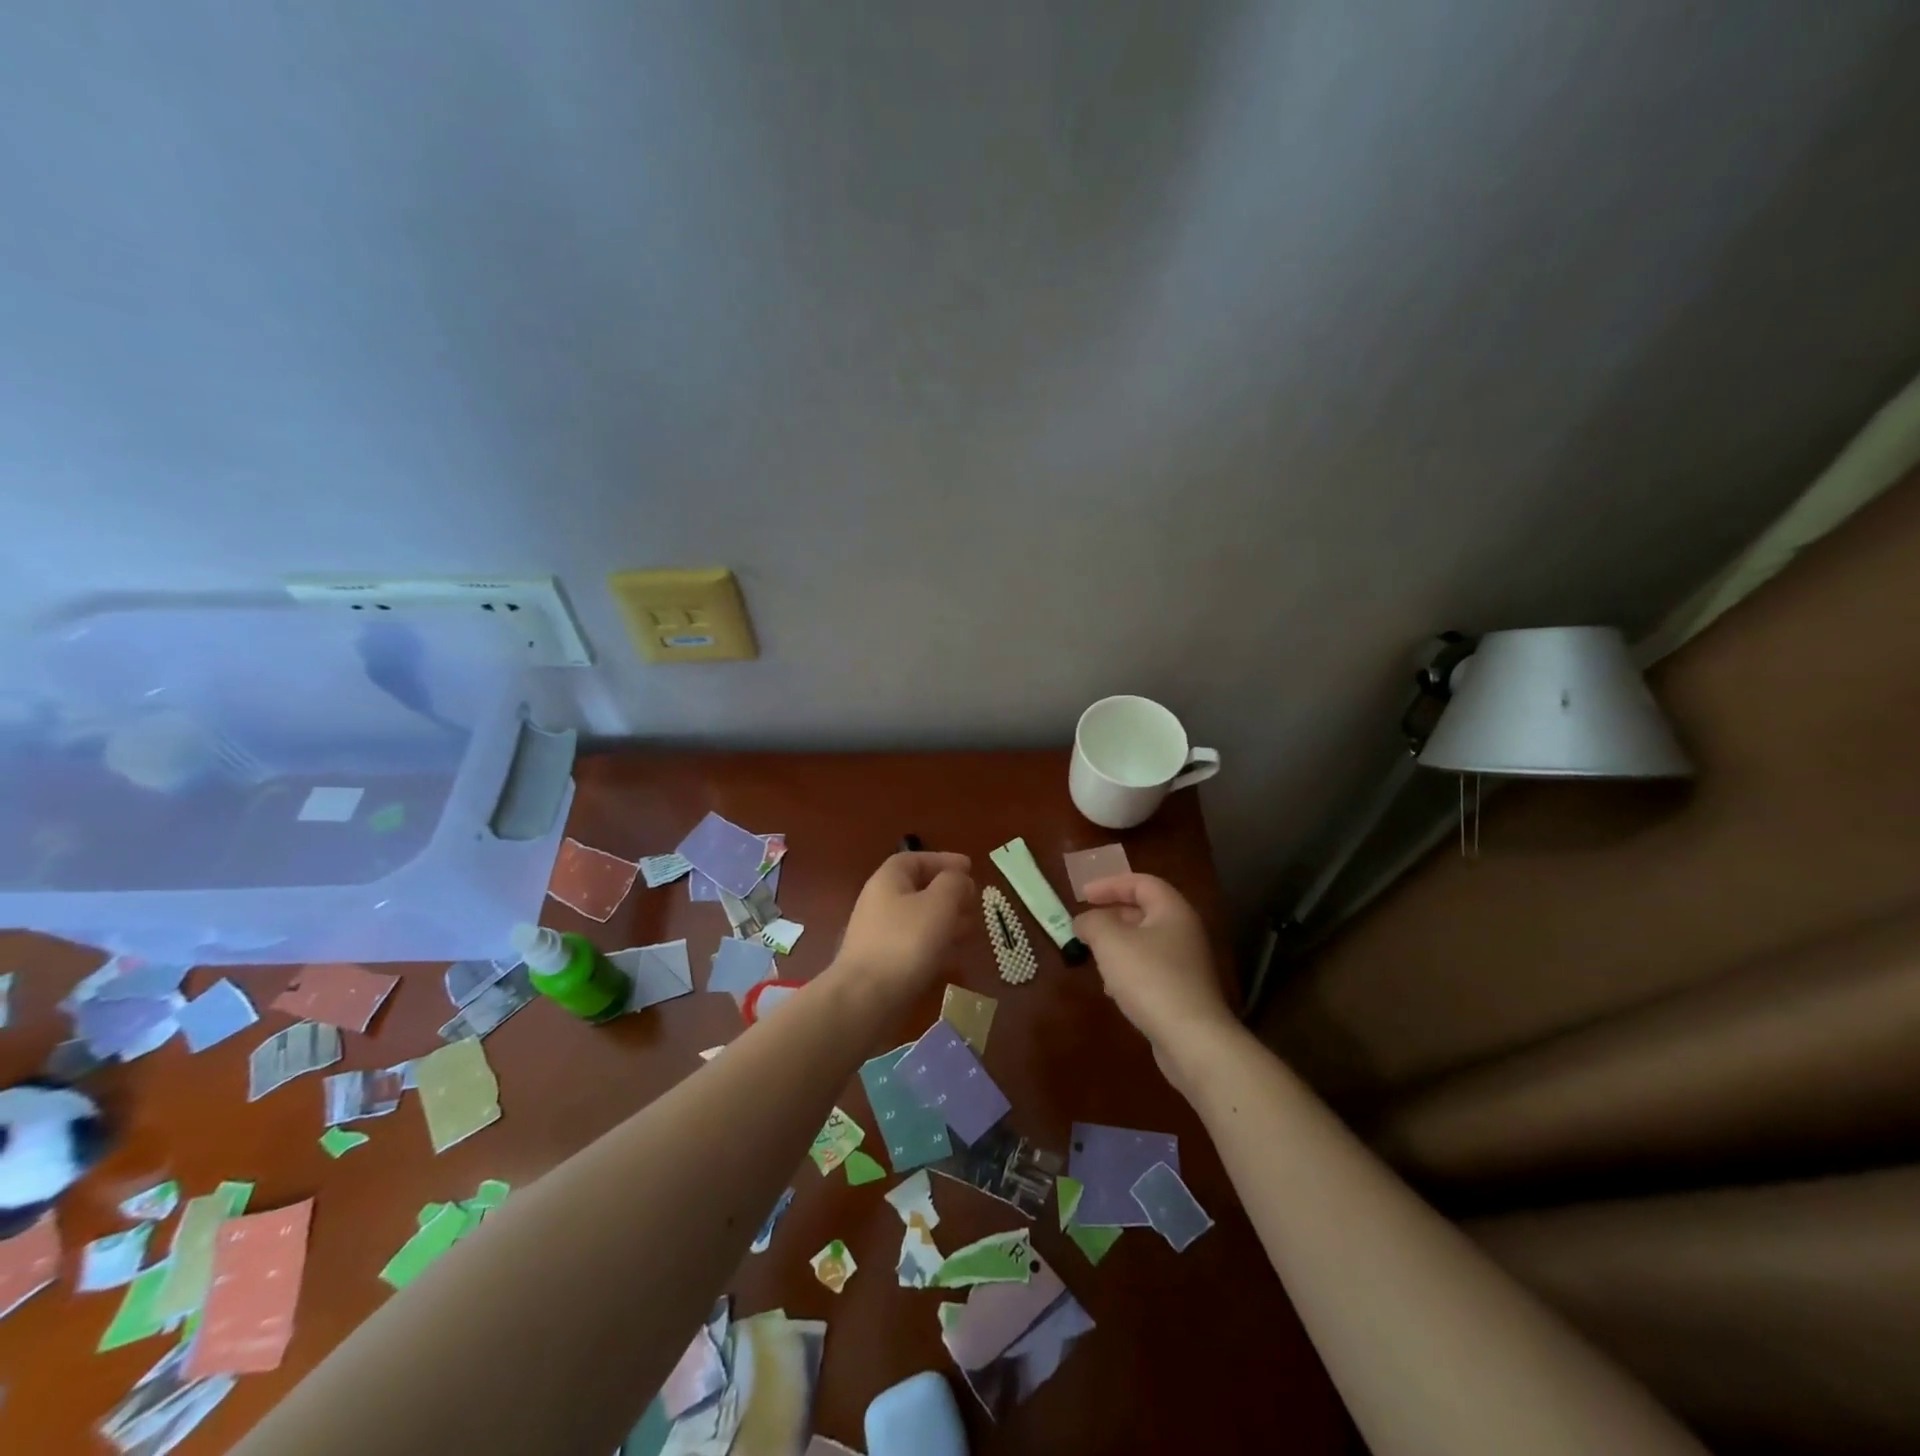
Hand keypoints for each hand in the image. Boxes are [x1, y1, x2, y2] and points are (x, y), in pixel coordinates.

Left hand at [832, 851, 974, 1004]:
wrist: (865, 999)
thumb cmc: (906, 942)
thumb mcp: (939, 903)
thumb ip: (954, 883)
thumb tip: (959, 879)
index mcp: (888, 880)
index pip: (916, 859)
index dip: (944, 860)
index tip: (971, 869)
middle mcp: (880, 902)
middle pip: (918, 889)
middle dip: (950, 893)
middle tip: (975, 902)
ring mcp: (880, 935)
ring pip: (919, 919)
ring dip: (946, 920)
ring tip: (972, 929)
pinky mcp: (884, 964)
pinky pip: (915, 944)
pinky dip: (936, 944)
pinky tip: (954, 956)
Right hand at [1073, 873, 1237, 1080]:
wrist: (1192, 1039)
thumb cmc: (1149, 978)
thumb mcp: (1110, 942)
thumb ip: (1092, 922)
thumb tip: (1084, 920)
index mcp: (1172, 911)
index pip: (1141, 882)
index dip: (1110, 884)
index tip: (1082, 894)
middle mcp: (1184, 931)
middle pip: (1145, 911)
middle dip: (1111, 914)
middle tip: (1085, 923)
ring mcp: (1186, 964)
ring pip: (1145, 942)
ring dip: (1117, 944)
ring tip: (1094, 955)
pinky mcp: (1183, 991)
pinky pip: (1150, 969)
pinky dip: (1127, 969)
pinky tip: (1112, 989)